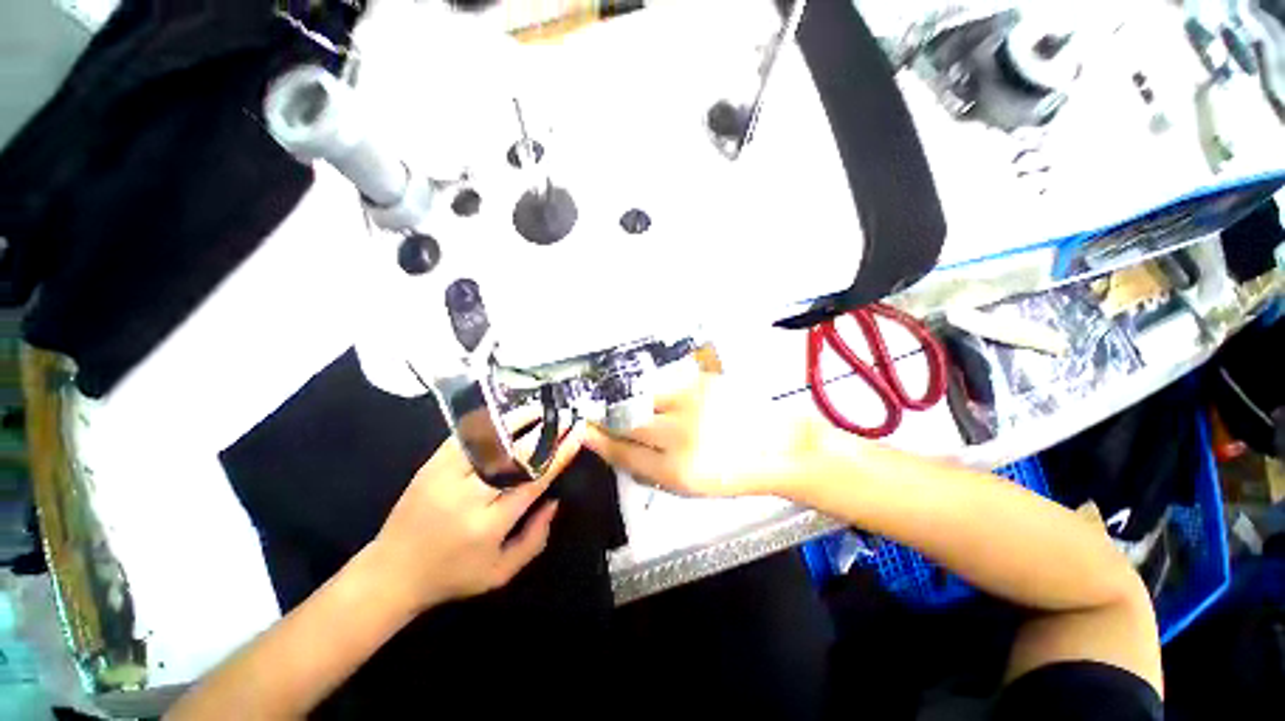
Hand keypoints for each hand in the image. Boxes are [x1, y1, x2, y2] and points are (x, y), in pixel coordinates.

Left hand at [370, 421, 584, 611]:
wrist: (391, 573)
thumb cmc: (453, 576)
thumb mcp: (501, 572)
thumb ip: (535, 538)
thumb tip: (555, 500)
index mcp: (489, 525)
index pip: (533, 481)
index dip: (558, 455)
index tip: (576, 435)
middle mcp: (468, 496)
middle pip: (514, 456)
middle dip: (544, 433)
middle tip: (563, 418)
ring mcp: (445, 477)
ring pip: (490, 441)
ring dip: (518, 422)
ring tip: (539, 411)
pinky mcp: (431, 466)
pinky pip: (465, 438)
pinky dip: (488, 424)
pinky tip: (505, 416)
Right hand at [584, 373, 825, 497]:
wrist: (779, 446)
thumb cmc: (735, 474)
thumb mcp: (691, 488)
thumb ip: (652, 470)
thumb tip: (620, 451)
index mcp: (676, 471)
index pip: (624, 453)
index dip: (599, 441)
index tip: (584, 431)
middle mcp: (680, 436)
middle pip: (628, 422)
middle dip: (604, 417)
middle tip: (592, 412)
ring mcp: (692, 405)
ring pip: (643, 398)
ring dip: (626, 400)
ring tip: (618, 400)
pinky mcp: (703, 384)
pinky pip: (665, 384)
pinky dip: (652, 389)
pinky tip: (649, 392)